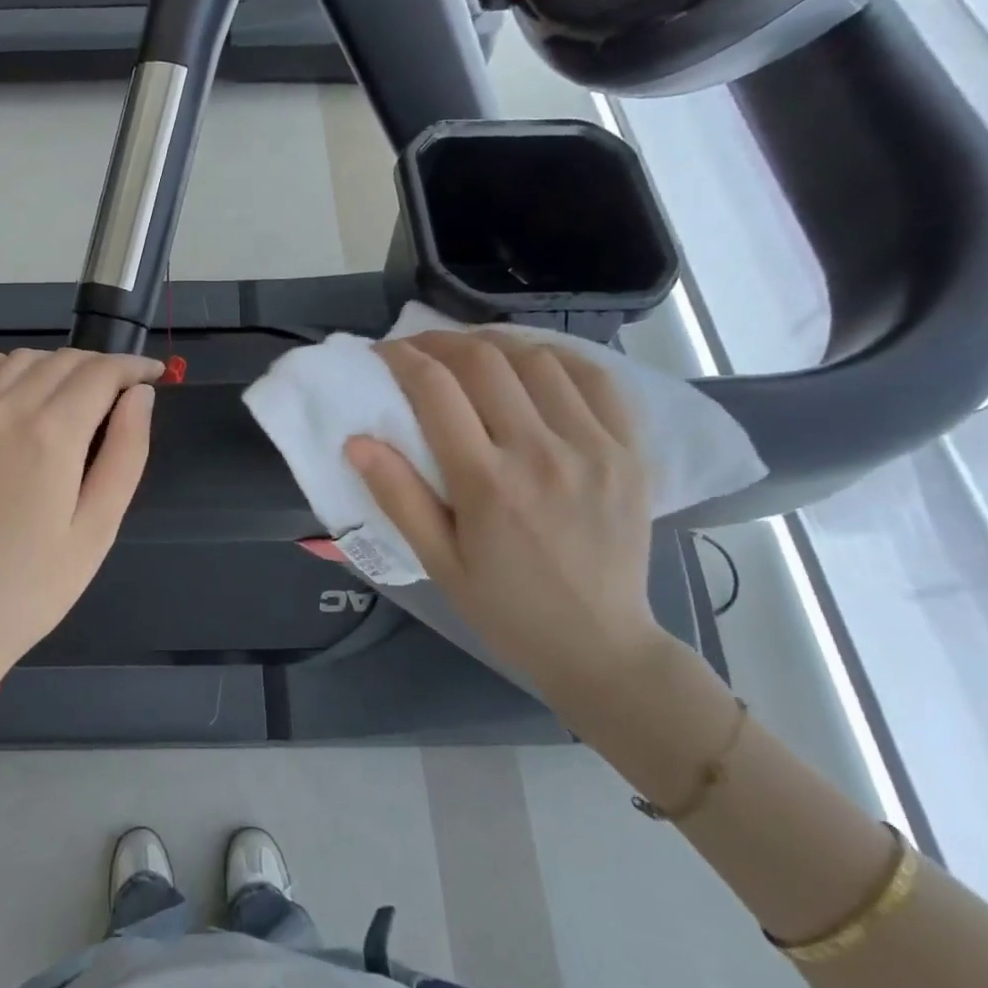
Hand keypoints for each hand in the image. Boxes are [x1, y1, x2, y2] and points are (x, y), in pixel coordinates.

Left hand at [0, 348, 160, 682]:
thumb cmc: (32, 590)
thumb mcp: (97, 530)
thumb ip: (126, 454)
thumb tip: (141, 397)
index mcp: (52, 435)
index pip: (102, 373)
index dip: (135, 368)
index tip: (154, 377)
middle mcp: (5, 410)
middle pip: (64, 362)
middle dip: (102, 368)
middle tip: (122, 397)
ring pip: (19, 361)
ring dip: (56, 366)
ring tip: (74, 397)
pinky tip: (8, 379)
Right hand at [346, 331, 664, 702]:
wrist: (600, 645)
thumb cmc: (505, 608)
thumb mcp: (438, 562)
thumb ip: (398, 497)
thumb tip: (356, 441)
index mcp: (487, 484)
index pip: (436, 391)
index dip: (402, 359)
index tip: (383, 353)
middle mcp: (542, 453)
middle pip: (485, 362)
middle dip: (441, 342)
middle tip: (420, 349)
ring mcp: (595, 447)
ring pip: (539, 360)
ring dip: (495, 344)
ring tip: (470, 353)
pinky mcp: (631, 451)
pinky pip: (596, 379)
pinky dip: (557, 359)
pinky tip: (534, 365)